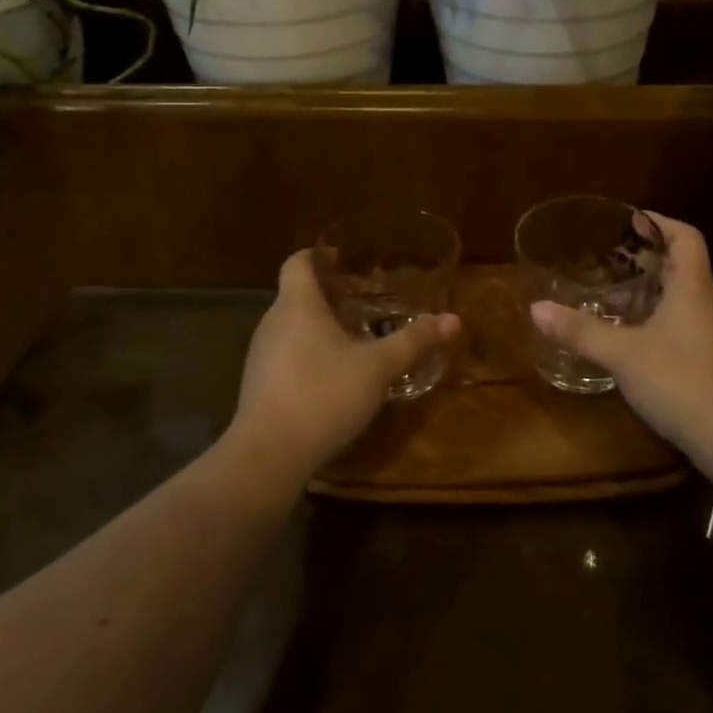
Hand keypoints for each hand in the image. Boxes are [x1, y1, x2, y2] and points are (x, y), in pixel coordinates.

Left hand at [227, 249, 460, 483]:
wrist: (267, 457)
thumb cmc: (323, 395)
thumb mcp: (378, 368)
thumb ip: (414, 341)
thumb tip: (453, 320)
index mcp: (297, 304)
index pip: (298, 262)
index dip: (319, 255)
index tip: (345, 259)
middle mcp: (273, 322)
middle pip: (298, 295)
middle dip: (329, 295)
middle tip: (364, 300)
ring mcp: (261, 356)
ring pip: (292, 327)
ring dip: (320, 327)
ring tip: (355, 338)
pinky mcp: (259, 386)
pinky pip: (286, 356)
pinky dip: (309, 355)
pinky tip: (334, 377)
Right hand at [530, 213, 712, 455]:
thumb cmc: (684, 382)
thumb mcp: (624, 355)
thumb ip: (581, 331)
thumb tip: (536, 309)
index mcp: (693, 286)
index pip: (685, 236)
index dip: (659, 222)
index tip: (628, 220)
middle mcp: (708, 303)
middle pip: (683, 265)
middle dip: (647, 257)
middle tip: (607, 257)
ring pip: (683, 297)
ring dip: (652, 290)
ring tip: (612, 293)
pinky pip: (684, 325)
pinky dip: (658, 320)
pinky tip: (633, 338)